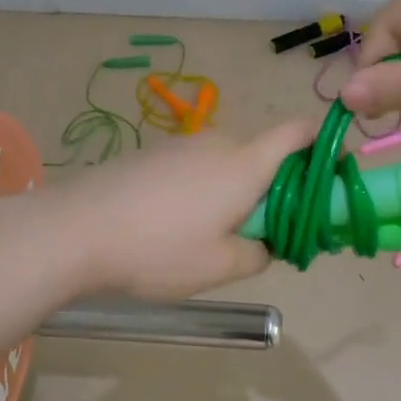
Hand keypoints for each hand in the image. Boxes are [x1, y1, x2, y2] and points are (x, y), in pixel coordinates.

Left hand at [47, 121, 318, 299]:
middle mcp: (217, 143)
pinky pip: (195, 167)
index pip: (298, 132)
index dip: (321, 146)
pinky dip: (203, 190)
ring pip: (227, 163)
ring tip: (212, 236)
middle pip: (263, 154)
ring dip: (235, 191)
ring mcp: (180, 145)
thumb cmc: (158, 250)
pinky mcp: (151, 155)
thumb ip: (259, 253)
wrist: (73, 230)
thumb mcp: (220, 267)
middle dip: (275, 187)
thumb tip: (265, 242)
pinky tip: (174, 226)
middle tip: (265, 232)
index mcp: (245, 164)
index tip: (327, 179)